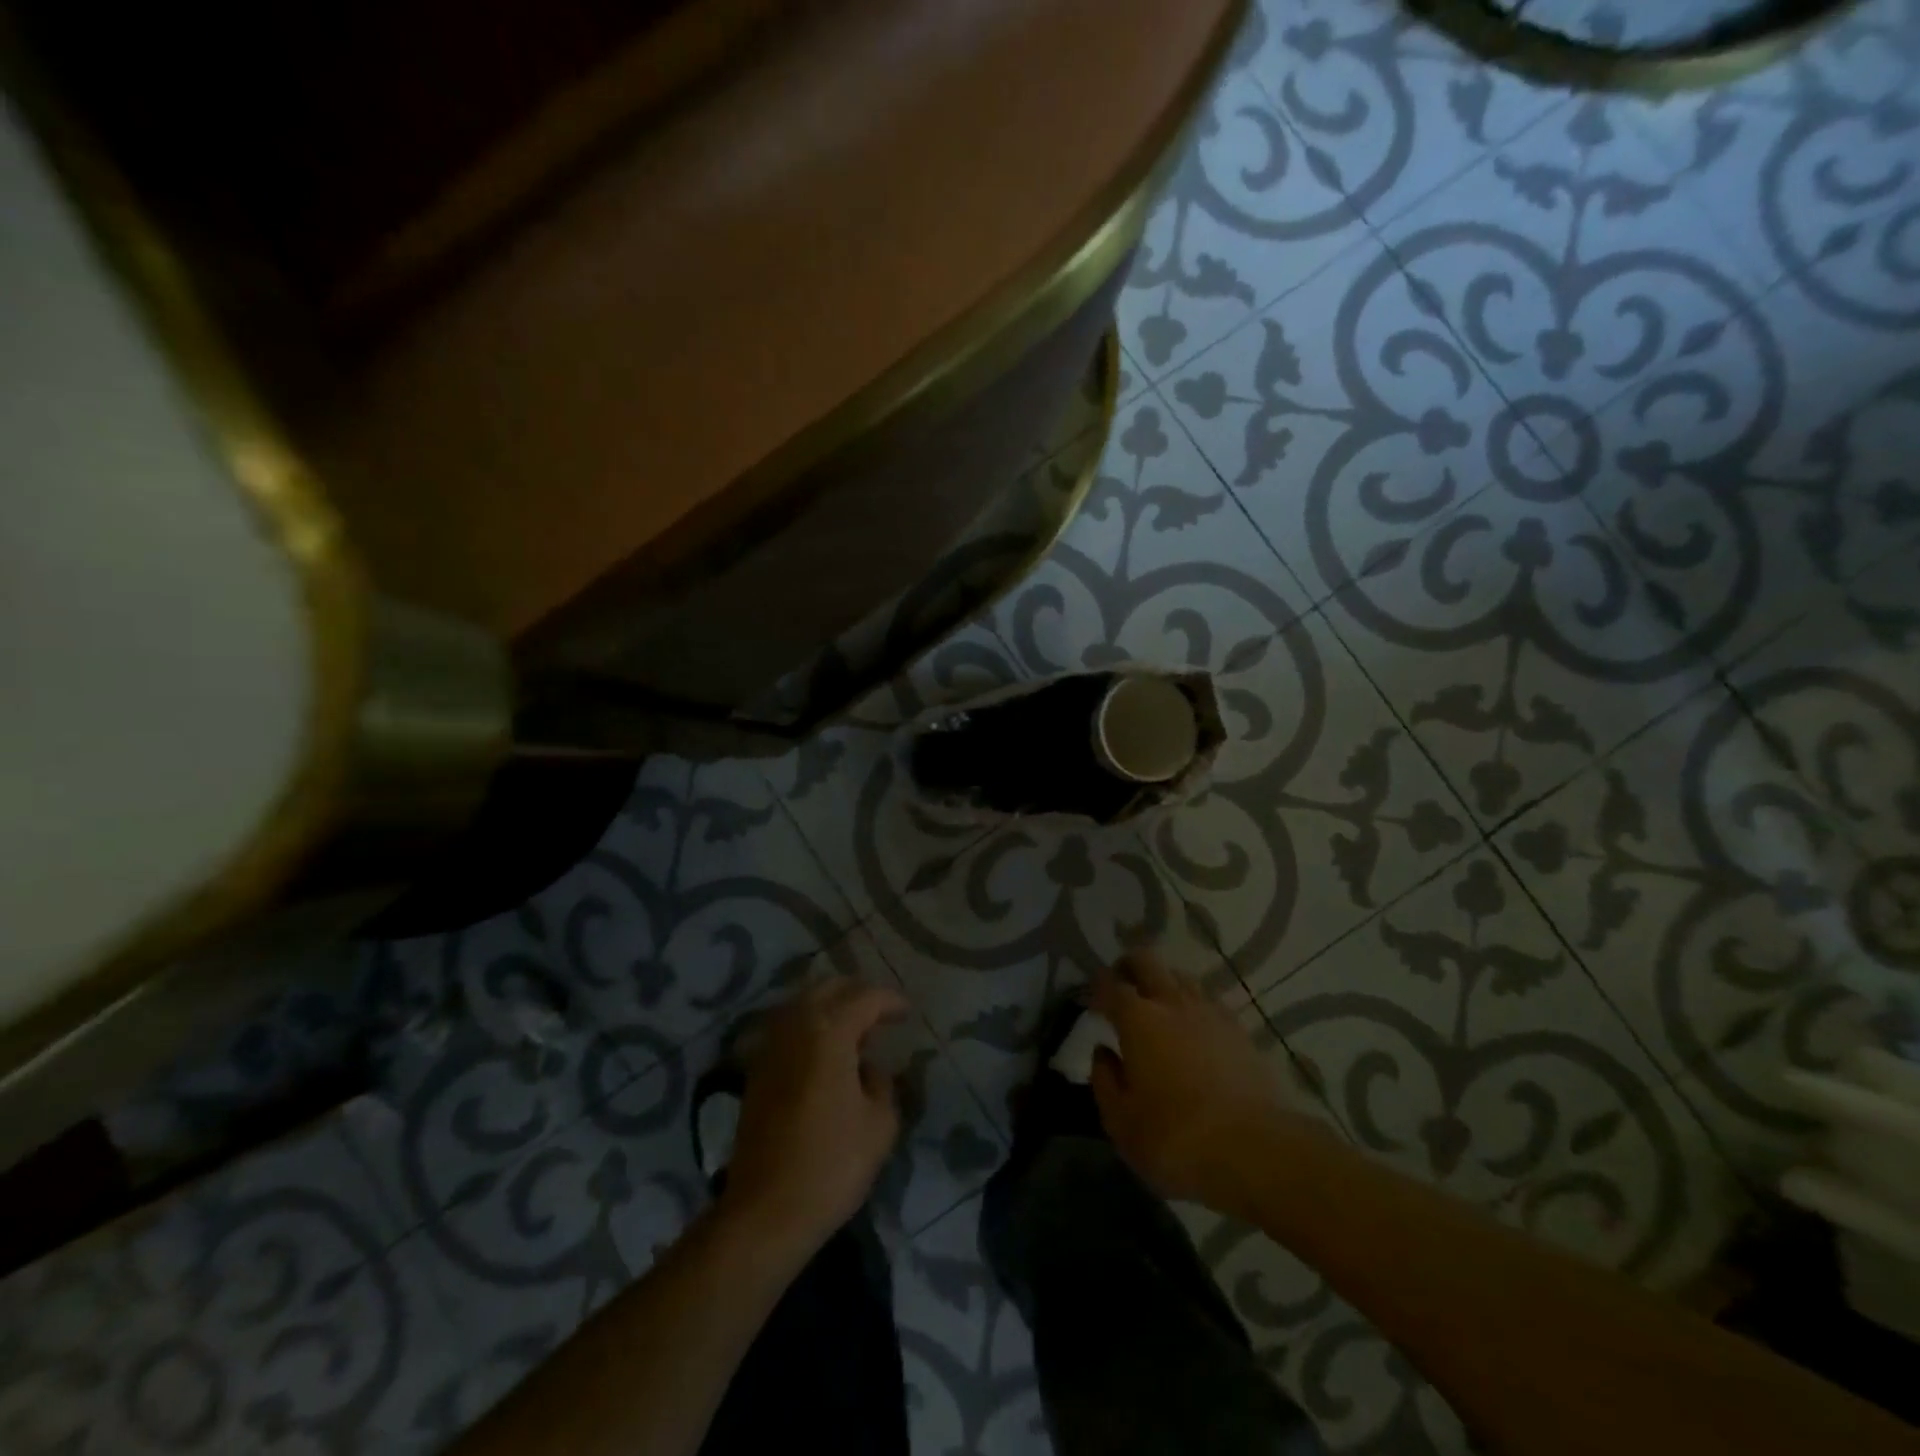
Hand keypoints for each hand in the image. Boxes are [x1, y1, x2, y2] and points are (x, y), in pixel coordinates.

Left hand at [718, 979, 908, 1259]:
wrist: (765, 1211)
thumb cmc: (832, 1165)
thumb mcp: (880, 1123)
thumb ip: (882, 1082)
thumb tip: (868, 1068)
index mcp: (829, 1031)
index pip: (865, 997)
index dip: (890, 1001)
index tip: (907, 1013)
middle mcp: (796, 1026)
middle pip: (829, 988)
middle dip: (858, 993)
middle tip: (881, 1013)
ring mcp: (771, 1045)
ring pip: (803, 1003)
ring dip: (830, 1006)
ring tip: (855, 1030)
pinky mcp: (756, 1069)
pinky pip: (787, 1027)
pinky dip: (809, 1026)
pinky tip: (825, 1050)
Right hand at [1089, 952, 1307, 1219]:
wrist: (1257, 1151)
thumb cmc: (1176, 1138)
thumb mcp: (1121, 1122)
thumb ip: (1105, 1081)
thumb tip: (1103, 1053)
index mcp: (1137, 1019)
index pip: (1109, 985)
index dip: (1095, 987)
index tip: (1089, 999)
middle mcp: (1172, 1002)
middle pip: (1147, 962)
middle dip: (1128, 967)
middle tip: (1120, 984)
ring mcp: (1210, 1012)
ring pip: (1181, 977)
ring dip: (1163, 982)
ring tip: (1157, 1004)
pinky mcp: (1240, 1031)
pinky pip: (1209, 1001)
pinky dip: (1193, 1006)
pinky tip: (1194, 1027)